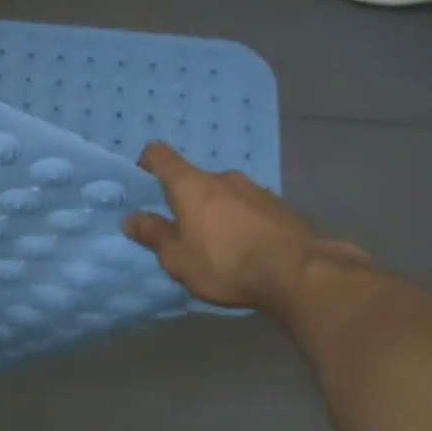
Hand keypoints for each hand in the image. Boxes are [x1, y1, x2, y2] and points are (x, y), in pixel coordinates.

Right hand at [122, 141, 368, 311]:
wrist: (300, 274)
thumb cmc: (224, 262)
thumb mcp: (177, 257)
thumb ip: (153, 235)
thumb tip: (131, 219)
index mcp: (191, 185)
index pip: (160, 155)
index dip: (148, 162)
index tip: (143, 177)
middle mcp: (224, 179)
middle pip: (197, 180)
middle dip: (188, 200)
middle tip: (186, 231)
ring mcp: (258, 191)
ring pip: (228, 195)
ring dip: (220, 212)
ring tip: (223, 245)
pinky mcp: (286, 209)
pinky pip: (255, 211)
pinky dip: (247, 224)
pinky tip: (253, 251)